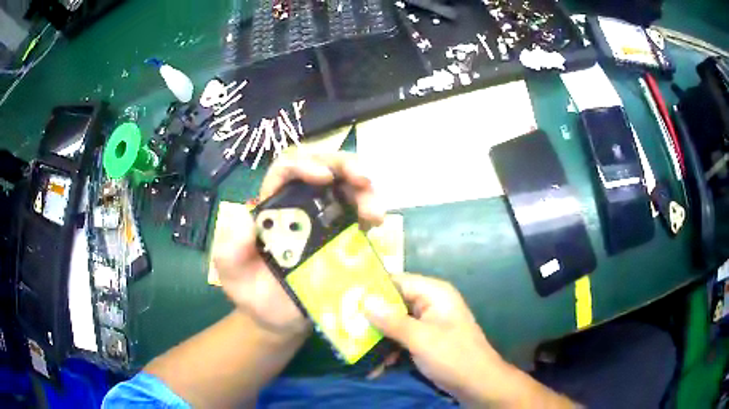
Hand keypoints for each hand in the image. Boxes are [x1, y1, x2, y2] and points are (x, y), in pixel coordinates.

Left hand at [213, 152, 385, 337]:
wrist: (280, 321)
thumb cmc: (254, 295)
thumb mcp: (231, 274)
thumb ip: (229, 248)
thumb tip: (245, 217)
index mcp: (272, 207)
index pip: (286, 171)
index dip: (304, 165)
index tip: (324, 178)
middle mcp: (300, 206)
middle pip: (323, 168)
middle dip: (344, 166)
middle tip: (364, 180)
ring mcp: (326, 220)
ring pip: (347, 188)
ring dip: (365, 191)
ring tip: (376, 212)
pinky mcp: (345, 237)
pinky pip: (360, 215)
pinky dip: (371, 211)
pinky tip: (376, 223)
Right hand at [363, 273, 573, 407]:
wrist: (479, 384)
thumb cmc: (453, 356)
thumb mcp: (420, 338)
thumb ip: (391, 320)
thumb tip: (363, 300)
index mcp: (433, 293)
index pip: (396, 281)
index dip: (371, 287)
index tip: (343, 296)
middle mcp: (430, 304)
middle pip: (393, 303)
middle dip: (370, 317)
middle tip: (343, 325)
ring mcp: (428, 324)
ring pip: (394, 324)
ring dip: (378, 338)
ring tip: (355, 350)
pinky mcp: (426, 341)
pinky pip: (402, 339)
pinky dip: (389, 350)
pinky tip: (375, 366)